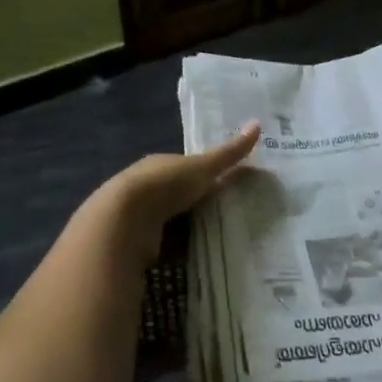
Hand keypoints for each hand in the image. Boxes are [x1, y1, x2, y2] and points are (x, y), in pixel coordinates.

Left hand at [102, 123, 260, 264]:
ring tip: (225, 240)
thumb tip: (258, 124)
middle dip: (201, 205)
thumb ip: (229, 153)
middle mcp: (148, 189)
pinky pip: (168, 247)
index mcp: (160, 165)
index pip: (187, 168)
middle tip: (235, 215)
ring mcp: (141, 218)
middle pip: (181, 197)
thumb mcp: (202, 167)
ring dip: (193, 230)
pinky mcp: (140, 245)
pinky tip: (202, 257)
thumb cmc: (164, 186)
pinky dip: (183, 251)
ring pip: (174, 223)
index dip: (207, 175)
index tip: (232, 186)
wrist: (123, 223)